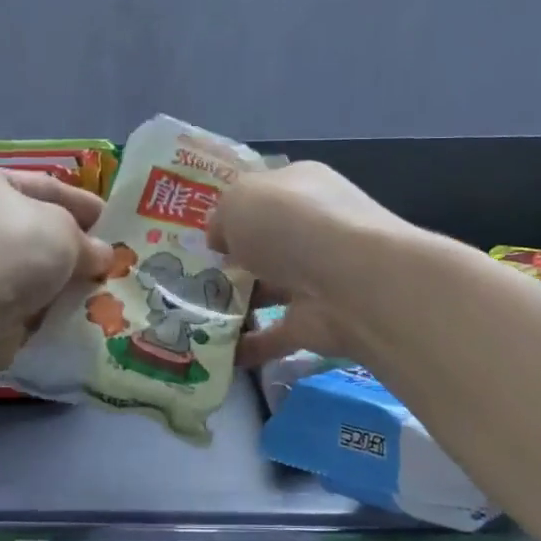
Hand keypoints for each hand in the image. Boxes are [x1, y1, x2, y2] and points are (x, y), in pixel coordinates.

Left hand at [0, 165, 113, 369]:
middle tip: (110, 259)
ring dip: (62, 277)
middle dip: (74, 244)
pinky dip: (45, 302)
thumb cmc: (14, 249)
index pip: (46, 185)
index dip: (83, 202)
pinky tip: (74, 310)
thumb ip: (88, 240)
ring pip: (30, 265)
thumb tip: (100, 255)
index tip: (114, 221)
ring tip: (99, 287)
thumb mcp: (65, 231)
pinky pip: (20, 296)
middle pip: (37, 228)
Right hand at [209, 161, 409, 368]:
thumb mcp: (239, 200)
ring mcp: (317, 277)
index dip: (233, 212)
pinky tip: (214, 353)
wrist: (352, 281)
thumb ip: (222, 217)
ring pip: (270, 289)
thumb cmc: (290, 224)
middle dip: (233, 260)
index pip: (264, 195)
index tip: (201, 234)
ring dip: (237, 303)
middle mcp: (313, 229)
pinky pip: (274, 335)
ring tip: (192, 315)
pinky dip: (248, 346)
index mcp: (301, 187)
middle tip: (189, 277)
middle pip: (266, 244)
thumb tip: (221, 239)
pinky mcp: (317, 322)